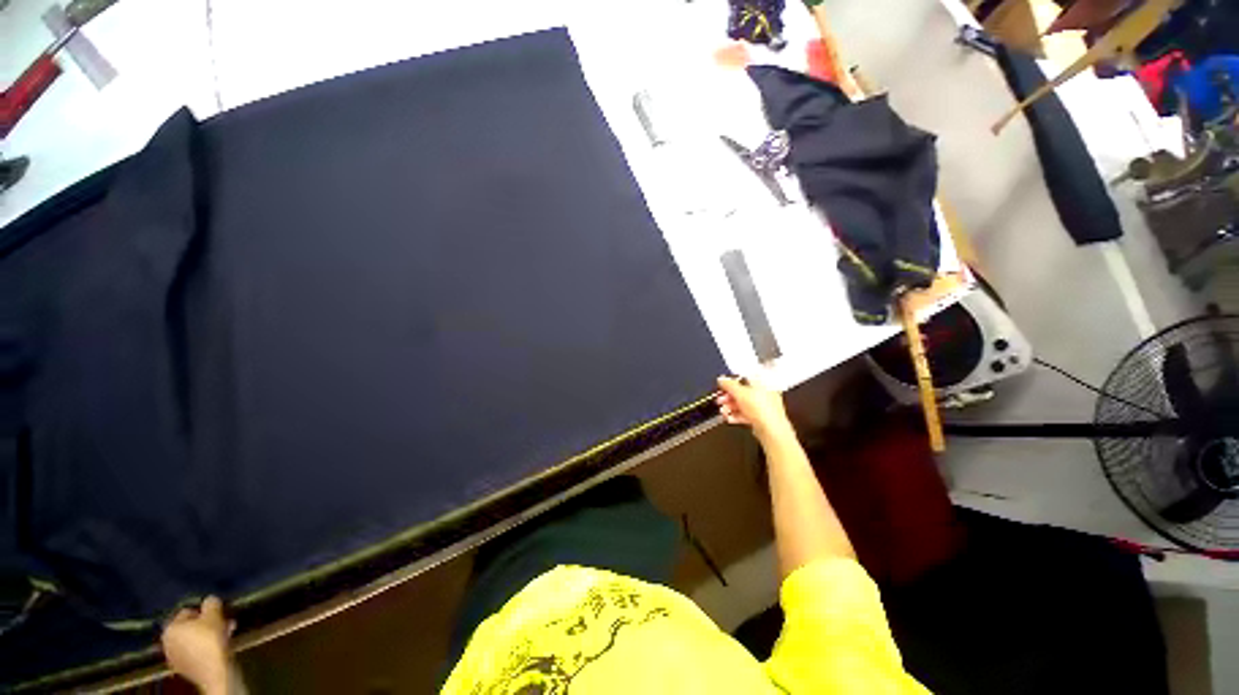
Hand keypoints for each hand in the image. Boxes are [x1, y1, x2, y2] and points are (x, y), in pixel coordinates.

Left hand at [161, 596, 237, 694]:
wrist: (212, 671)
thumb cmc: (210, 640)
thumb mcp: (214, 616)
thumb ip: (211, 604)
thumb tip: (210, 599)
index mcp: (170, 628)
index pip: (186, 612)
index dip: (204, 611)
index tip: (218, 613)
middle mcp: (167, 641)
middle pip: (190, 627)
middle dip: (207, 624)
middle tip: (223, 623)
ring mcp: (174, 657)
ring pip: (193, 640)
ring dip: (208, 635)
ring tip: (225, 634)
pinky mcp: (184, 667)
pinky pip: (194, 652)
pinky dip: (205, 647)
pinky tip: (218, 647)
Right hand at [716, 376, 793, 442]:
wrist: (770, 430)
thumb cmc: (761, 409)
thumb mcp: (740, 393)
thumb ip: (729, 385)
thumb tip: (722, 379)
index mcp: (763, 384)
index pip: (745, 379)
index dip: (732, 383)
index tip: (722, 388)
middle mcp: (765, 395)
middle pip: (743, 394)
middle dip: (729, 398)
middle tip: (720, 401)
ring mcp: (764, 408)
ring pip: (744, 405)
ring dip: (731, 408)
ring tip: (723, 412)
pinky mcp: (762, 420)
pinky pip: (747, 415)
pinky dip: (737, 416)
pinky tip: (729, 419)